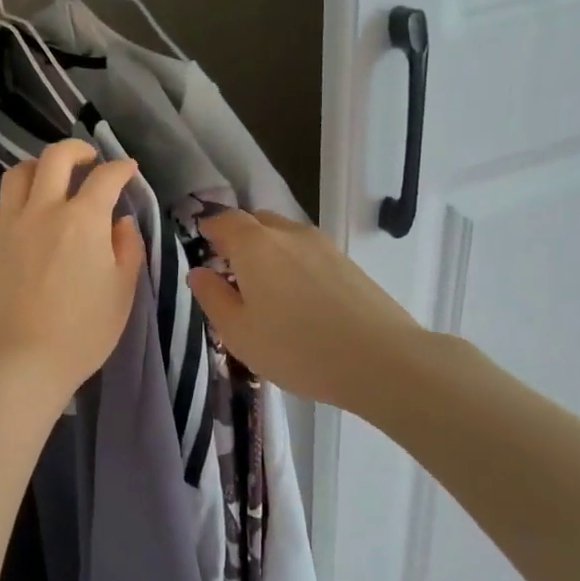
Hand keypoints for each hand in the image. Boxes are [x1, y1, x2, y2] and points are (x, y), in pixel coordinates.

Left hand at [0, 139, 144, 403]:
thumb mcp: (122, 292)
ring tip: (49, 181)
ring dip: (38, 169)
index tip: (128, 171)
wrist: (20, 361)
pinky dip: (13, 205)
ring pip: (17, 175)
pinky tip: (22, 220)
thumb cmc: (82, 331)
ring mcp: (7, 226)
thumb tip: (120, 222)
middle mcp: (42, 211)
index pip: (105, 178)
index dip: (121, 168)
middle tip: (88, 161)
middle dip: (76, 150)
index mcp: (82, 220)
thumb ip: (127, 249)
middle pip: (55, 158)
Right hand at [187, 210, 427, 415]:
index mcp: (254, 245)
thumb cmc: (296, 348)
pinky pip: (308, 252)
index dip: (210, 230)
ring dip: (268, 251)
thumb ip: (213, 297)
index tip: (202, 247)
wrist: (381, 360)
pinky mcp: (348, 263)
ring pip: (285, 236)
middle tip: (230, 271)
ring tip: (265, 289)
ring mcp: (323, 246)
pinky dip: (294, 264)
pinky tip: (298, 299)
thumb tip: (199, 272)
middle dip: (239, 238)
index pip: (224, 220)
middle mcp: (288, 234)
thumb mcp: (238, 332)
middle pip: (256, 222)